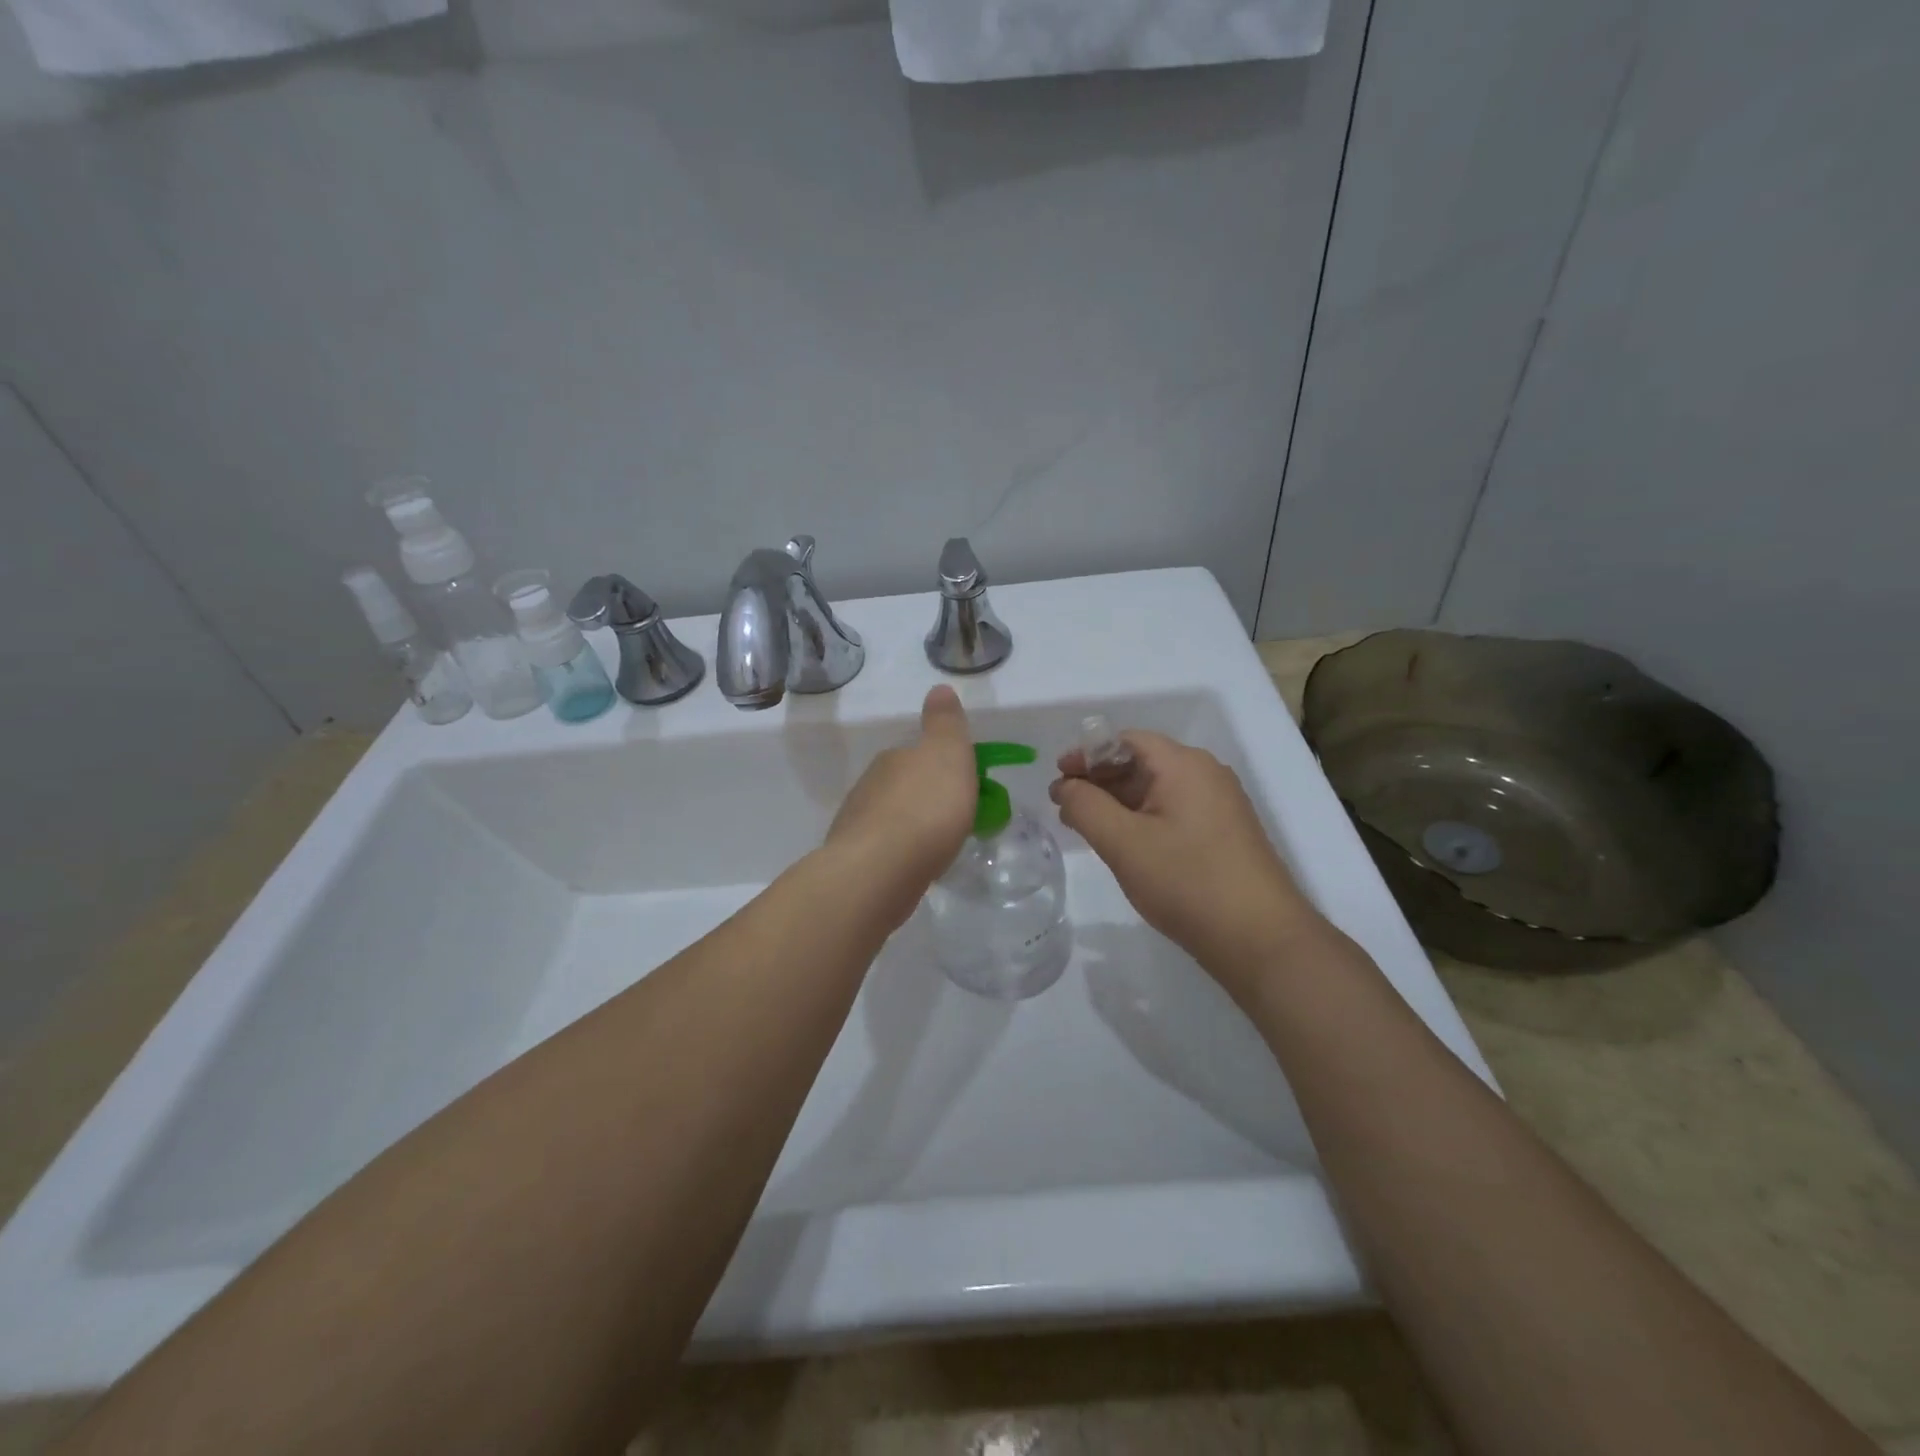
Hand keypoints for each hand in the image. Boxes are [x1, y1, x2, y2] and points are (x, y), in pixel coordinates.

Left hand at [826, 686, 976, 922]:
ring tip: (935, 847)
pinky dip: (897, 852)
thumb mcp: (948, 754)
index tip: (963, 787)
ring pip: (890, 817)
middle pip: (902, 785)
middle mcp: (870, 784)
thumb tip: (939, 688)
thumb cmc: (926, 808)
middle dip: (924, 797)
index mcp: (894, 758)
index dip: (941, 767)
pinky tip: (912, 867)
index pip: (917, 754)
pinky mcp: (853, 859)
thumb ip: (945, 723)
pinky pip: (882, 848)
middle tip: (953, 820)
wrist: (880, 868)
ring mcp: (857, 822)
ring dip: (909, 826)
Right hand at [1051, 732, 1319, 994]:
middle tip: (1064, 806)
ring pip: (1156, 790)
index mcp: (1184, 765)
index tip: (1058, 778)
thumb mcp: (1124, 842)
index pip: (1126, 740)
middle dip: (1099, 780)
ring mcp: (1219, 806)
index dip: (1087, 754)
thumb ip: (1086, 807)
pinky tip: (1123, 844)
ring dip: (1118, 802)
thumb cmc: (1187, 881)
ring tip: (1085, 826)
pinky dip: (1141, 819)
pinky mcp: (1224, 835)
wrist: (1260, 939)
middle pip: (1141, 762)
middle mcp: (1206, 775)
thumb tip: (1066, 786)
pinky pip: (1173, 812)